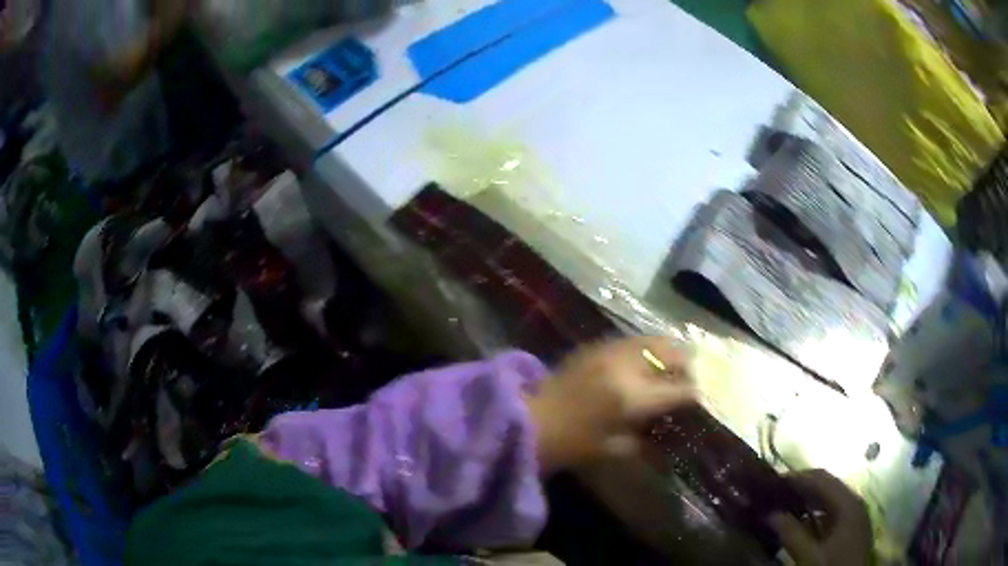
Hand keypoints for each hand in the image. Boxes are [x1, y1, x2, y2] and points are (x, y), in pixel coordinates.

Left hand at [527, 337, 694, 472]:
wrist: (529, 421)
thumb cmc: (571, 445)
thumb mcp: (615, 449)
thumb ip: (647, 437)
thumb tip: (667, 425)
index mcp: (633, 398)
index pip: (679, 390)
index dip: (696, 393)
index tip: (703, 396)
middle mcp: (626, 367)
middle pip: (671, 353)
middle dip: (688, 363)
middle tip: (694, 375)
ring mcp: (610, 351)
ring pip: (652, 340)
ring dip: (669, 349)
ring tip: (676, 361)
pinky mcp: (595, 346)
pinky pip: (631, 340)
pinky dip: (647, 346)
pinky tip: (649, 357)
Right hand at [770, 470, 872, 565]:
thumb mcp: (809, 555)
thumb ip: (791, 534)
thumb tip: (770, 514)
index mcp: (848, 503)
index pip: (821, 479)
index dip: (797, 477)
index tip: (773, 482)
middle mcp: (854, 502)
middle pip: (827, 486)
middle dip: (801, 488)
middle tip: (775, 494)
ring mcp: (854, 515)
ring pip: (829, 499)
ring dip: (807, 500)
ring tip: (783, 506)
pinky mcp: (851, 528)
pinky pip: (831, 512)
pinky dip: (814, 513)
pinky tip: (800, 522)